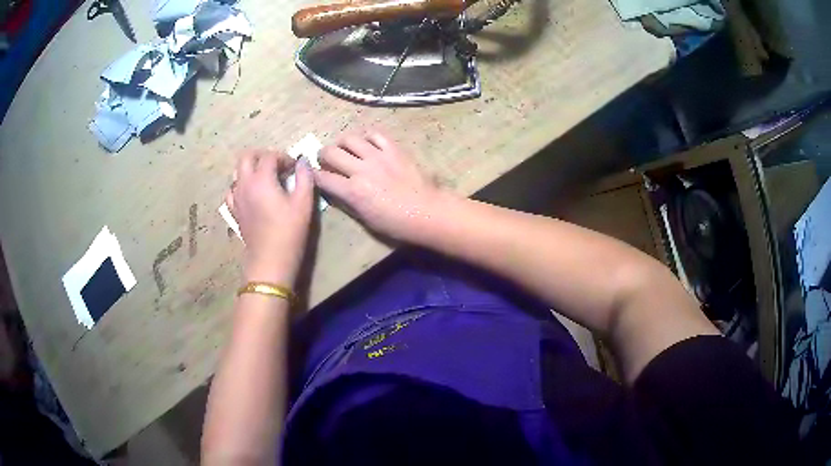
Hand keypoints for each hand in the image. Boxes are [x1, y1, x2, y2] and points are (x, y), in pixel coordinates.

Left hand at [226, 150, 313, 284]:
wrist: (270, 261)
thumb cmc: (289, 231)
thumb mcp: (303, 203)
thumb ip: (304, 177)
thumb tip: (303, 161)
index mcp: (261, 179)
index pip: (270, 156)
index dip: (284, 157)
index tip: (295, 167)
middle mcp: (245, 184)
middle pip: (247, 157)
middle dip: (262, 156)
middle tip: (277, 166)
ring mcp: (236, 198)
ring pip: (237, 173)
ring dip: (251, 170)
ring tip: (266, 179)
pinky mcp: (234, 212)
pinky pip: (232, 191)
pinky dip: (241, 187)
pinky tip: (251, 194)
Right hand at [314, 130, 444, 242]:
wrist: (428, 212)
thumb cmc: (396, 224)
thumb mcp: (366, 219)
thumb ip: (347, 202)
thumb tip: (335, 190)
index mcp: (353, 191)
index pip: (322, 178)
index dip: (313, 176)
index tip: (313, 175)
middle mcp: (361, 169)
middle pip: (330, 152)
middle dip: (322, 156)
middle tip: (326, 160)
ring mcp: (378, 156)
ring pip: (350, 138)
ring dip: (341, 143)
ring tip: (344, 149)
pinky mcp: (394, 149)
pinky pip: (375, 134)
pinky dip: (366, 137)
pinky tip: (366, 144)